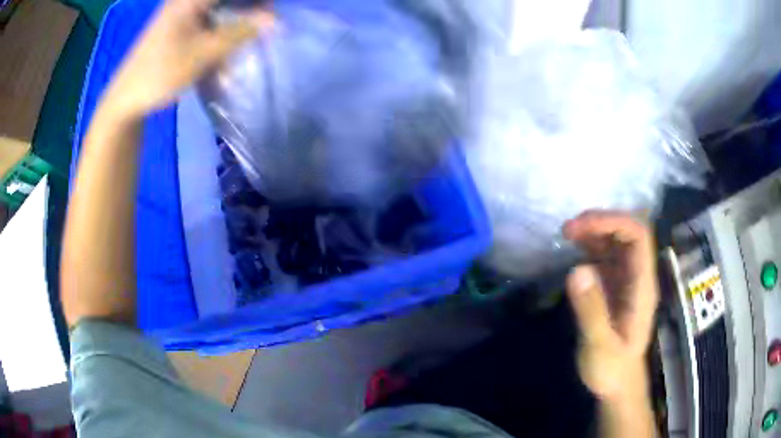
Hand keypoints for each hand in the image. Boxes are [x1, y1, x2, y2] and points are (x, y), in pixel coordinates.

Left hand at [104, 0, 272, 118]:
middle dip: (250, 8)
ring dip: (237, 15)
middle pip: (226, 0)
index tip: (272, 14)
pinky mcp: (179, 23)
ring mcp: (181, 10)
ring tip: (253, 29)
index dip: (257, 3)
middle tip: (267, 21)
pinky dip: (222, 25)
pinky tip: (229, 38)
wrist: (127, 98)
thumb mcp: (204, 52)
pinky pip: (208, 16)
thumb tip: (276, 21)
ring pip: (219, 6)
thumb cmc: (162, 72)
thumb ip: (241, 32)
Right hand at [563, 211, 658, 401]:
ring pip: (618, 241)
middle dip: (601, 222)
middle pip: (629, 232)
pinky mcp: (616, 287)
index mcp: (642, 286)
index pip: (638, 236)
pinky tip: (575, 250)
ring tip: (568, 234)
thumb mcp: (600, 346)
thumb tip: (577, 269)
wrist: (618, 386)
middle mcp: (638, 276)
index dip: (613, 222)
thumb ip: (591, 310)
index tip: (581, 227)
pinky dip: (591, 246)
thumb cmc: (612, 370)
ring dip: (595, 231)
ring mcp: (628, 280)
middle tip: (569, 230)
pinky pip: (608, 256)